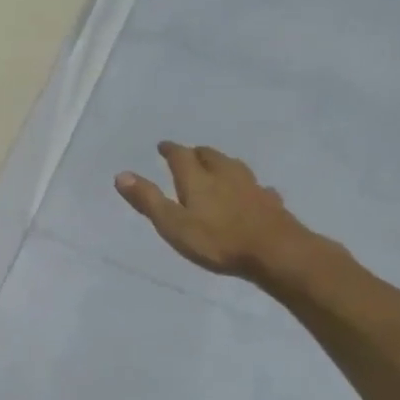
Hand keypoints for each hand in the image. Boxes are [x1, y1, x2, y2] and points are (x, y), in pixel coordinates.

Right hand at [115, 142, 310, 282]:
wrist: (277, 253)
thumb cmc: (218, 240)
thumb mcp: (173, 224)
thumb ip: (148, 200)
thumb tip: (121, 175)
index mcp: (197, 178)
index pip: (181, 155)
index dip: (170, 149)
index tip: (163, 146)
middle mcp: (225, 175)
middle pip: (210, 156)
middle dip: (197, 153)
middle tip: (189, 155)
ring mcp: (251, 187)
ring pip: (234, 167)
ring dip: (222, 163)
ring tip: (218, 167)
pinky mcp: (271, 203)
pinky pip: (258, 188)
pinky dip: (250, 187)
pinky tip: (255, 192)